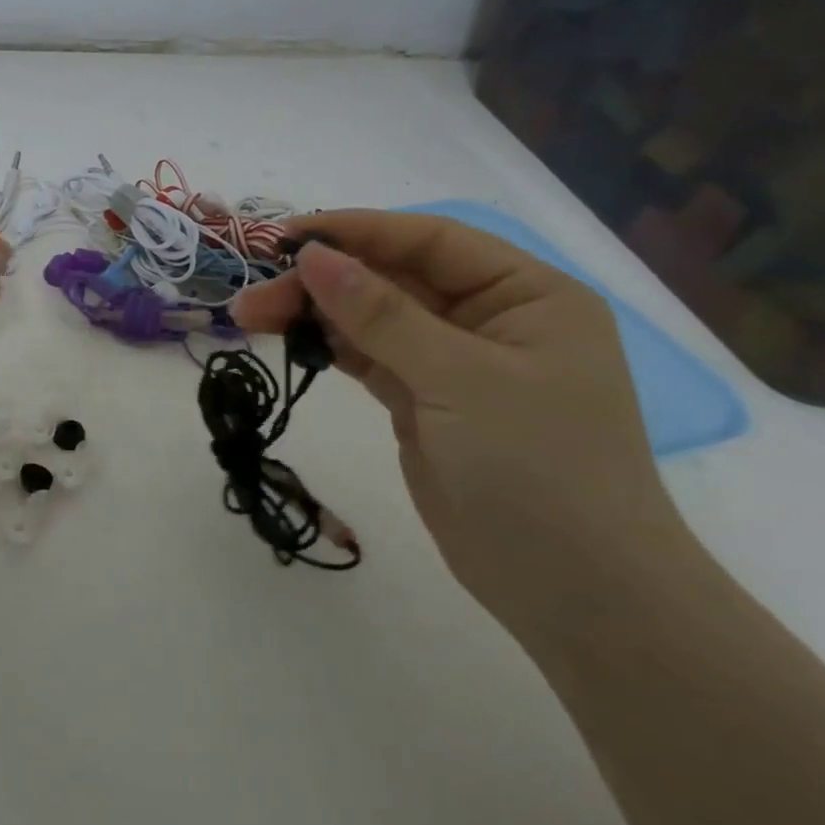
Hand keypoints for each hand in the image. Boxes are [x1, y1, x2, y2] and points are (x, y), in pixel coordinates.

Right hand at [233, 210, 695, 636]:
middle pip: (391, 279)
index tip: (285, 237)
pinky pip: (367, 358)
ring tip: (249, 316)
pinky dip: (328, 346)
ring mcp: (453, 364)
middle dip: (321, 281)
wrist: (575, 592)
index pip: (430, 241)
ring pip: (370, 319)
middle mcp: (490, 319)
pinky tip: (288, 339)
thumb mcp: (460, 379)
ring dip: (313, 314)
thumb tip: (313, 256)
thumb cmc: (539, 469)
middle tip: (252, 297)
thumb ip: (381, 314)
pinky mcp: (423, 402)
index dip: (357, 231)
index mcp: (526, 295)